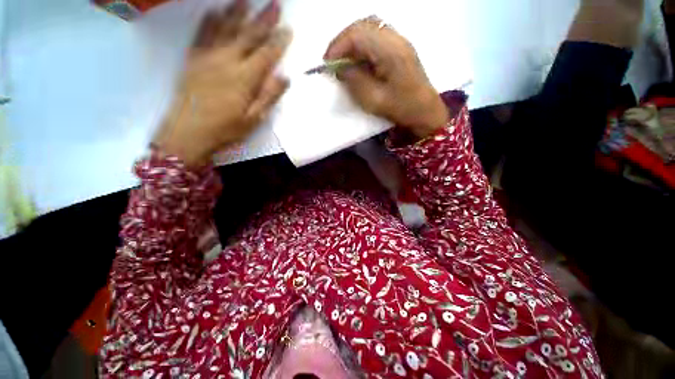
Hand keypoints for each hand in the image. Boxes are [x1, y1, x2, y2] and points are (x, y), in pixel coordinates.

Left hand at [154, 0, 290, 166]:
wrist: (188, 132)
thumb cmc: (226, 129)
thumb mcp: (254, 119)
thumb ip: (269, 96)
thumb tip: (285, 77)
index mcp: (245, 78)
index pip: (266, 54)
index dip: (279, 41)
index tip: (288, 29)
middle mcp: (227, 61)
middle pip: (249, 36)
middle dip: (264, 19)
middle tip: (275, 4)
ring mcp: (208, 57)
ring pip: (226, 29)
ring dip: (238, 12)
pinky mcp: (193, 59)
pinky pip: (202, 34)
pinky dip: (210, 21)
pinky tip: (216, 11)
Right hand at [325, 17, 448, 138]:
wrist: (424, 111)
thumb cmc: (400, 108)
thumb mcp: (373, 100)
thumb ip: (354, 81)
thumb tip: (340, 68)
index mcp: (391, 51)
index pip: (358, 34)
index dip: (338, 45)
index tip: (327, 63)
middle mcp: (396, 39)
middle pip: (363, 25)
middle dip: (343, 41)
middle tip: (333, 61)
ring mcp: (400, 41)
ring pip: (370, 28)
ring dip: (352, 41)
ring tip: (343, 60)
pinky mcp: (400, 47)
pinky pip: (377, 36)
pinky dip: (362, 45)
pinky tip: (358, 60)